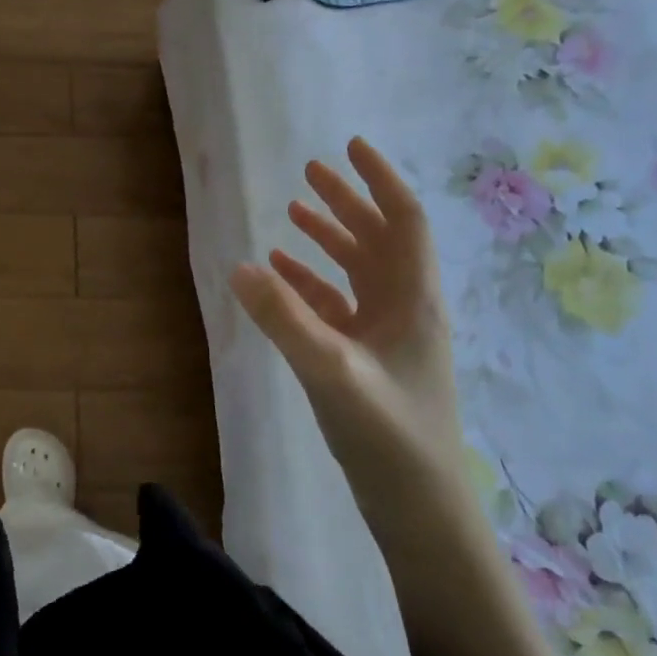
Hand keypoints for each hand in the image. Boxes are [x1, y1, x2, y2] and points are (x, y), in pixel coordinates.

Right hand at [230, 137, 464, 534]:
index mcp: (412, 298)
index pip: (404, 220)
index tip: (350, 146)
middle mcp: (403, 307)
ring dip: (328, 238)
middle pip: (379, 238)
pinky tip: (279, 275)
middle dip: (347, 201)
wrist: (418, 509)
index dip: (380, 180)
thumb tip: (238, 265)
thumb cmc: (389, 434)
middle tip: (309, 172)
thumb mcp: (331, 370)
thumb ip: (284, 317)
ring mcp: (385, 335)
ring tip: (292, 210)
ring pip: (358, 269)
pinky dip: (310, 283)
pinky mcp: (366, 360)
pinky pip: (337, 305)